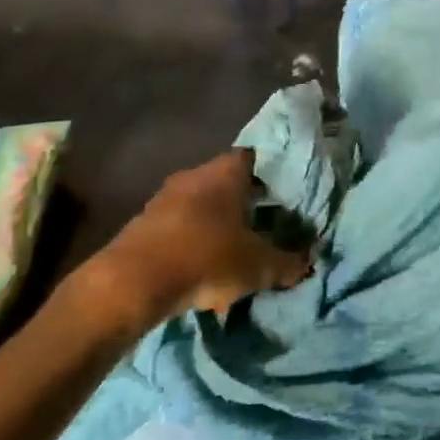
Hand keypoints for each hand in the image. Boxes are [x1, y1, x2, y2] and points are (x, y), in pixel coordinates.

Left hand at [98, 151, 312, 322]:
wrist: (132, 281)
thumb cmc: (206, 258)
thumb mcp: (258, 266)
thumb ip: (287, 263)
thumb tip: (307, 263)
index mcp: (226, 172)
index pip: (253, 158)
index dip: (268, 175)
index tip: (280, 197)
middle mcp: (194, 175)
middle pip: (225, 183)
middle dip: (241, 206)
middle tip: (260, 229)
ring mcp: (164, 197)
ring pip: (199, 208)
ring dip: (214, 229)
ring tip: (230, 260)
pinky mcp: (142, 224)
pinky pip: (177, 230)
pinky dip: (190, 247)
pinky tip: (199, 278)